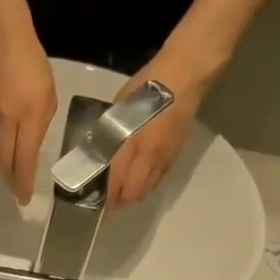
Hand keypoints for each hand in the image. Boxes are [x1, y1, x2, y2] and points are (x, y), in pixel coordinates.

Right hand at [0, 22, 56, 204]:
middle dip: (10, 181)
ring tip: (11, 177)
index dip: (22, 183)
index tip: (24, 199)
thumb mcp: (47, 96)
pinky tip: (4, 151)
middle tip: (16, 194)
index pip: (22, 163)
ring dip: (4, 167)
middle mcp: (3, 126)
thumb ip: (40, 124)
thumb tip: (31, 144)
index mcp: (24, 122)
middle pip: (4, 163)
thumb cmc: (30, 62)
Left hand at [104, 44, 213, 210]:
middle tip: (109, 198)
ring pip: (147, 189)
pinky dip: (147, 183)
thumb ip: (109, 135)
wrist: (183, 78)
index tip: (96, 199)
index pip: (117, 184)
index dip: (107, 196)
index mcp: (132, 146)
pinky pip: (158, 179)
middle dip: (120, 201)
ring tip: (123, 190)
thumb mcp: (118, 110)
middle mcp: (149, 159)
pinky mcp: (175, 156)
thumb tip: (98, 152)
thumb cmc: (145, 88)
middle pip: (134, 194)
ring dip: (134, 193)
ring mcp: (164, 160)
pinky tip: (141, 177)